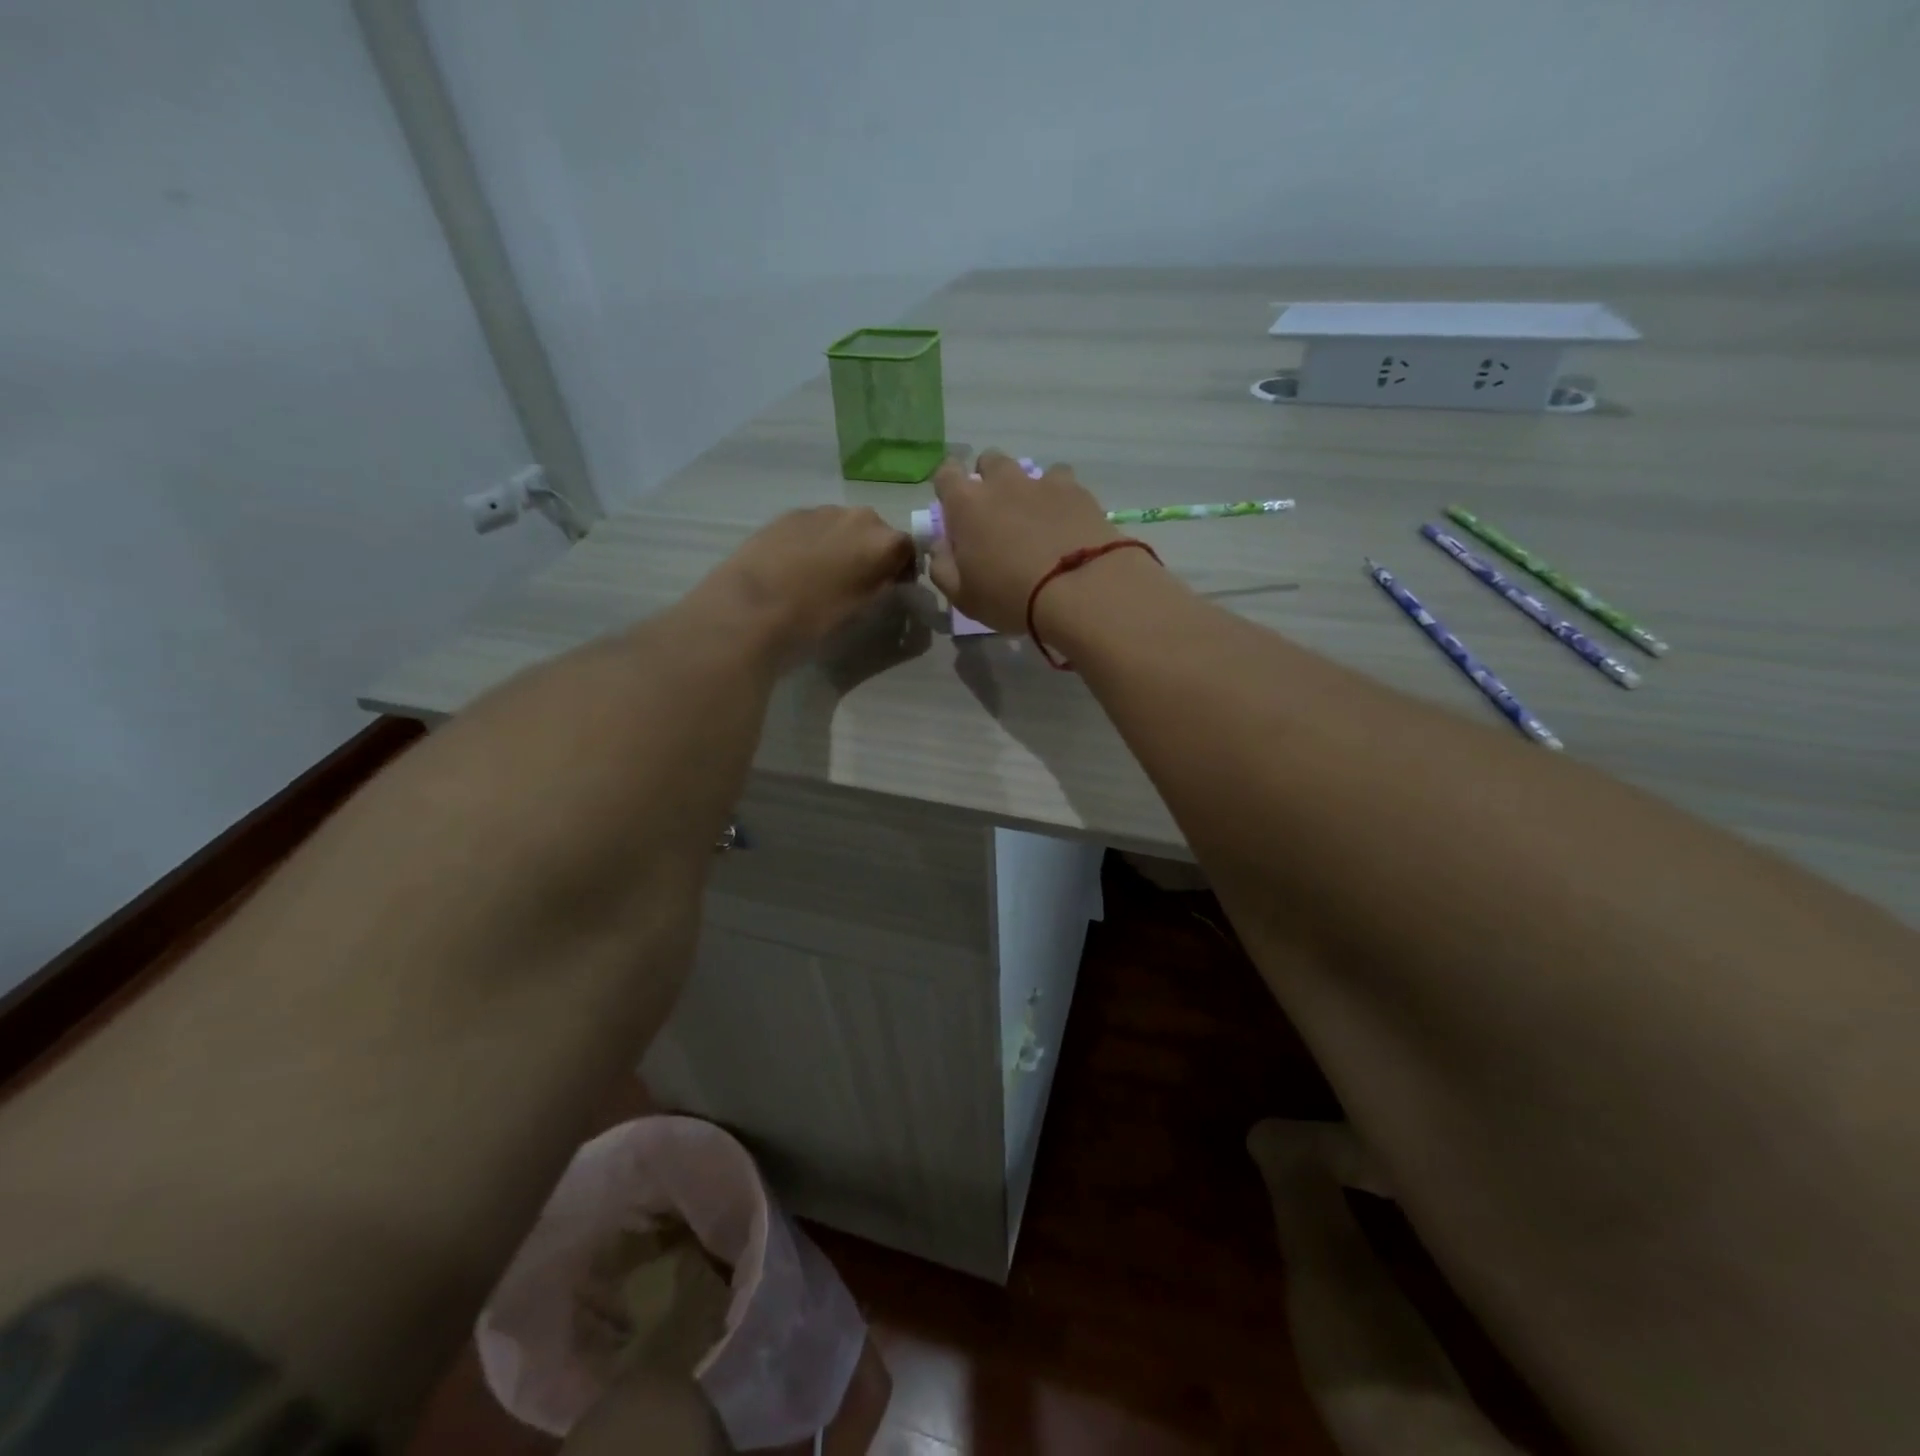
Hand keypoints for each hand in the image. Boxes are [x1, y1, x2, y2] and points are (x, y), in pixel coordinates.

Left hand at [698, 506, 913, 655]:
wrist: (753, 605)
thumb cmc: (817, 616)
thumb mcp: (863, 609)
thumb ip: (882, 586)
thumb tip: (888, 579)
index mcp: (884, 542)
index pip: (908, 550)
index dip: (903, 570)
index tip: (892, 588)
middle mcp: (859, 517)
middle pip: (876, 532)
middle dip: (872, 553)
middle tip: (858, 581)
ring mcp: (822, 511)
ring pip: (844, 526)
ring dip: (843, 544)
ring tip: (824, 574)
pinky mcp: (791, 513)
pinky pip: (816, 526)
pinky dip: (815, 541)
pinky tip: (798, 566)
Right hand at [927, 452, 1120, 633]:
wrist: (1080, 589)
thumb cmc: (1010, 597)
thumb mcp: (963, 596)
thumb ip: (942, 567)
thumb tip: (940, 546)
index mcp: (966, 504)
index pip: (946, 473)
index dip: (948, 486)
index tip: (955, 508)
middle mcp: (1002, 482)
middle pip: (989, 461)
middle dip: (988, 479)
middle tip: (996, 513)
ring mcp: (1041, 482)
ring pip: (1028, 470)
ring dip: (1025, 488)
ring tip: (1035, 518)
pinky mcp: (1076, 490)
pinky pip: (1062, 481)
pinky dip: (1059, 496)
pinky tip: (1066, 520)